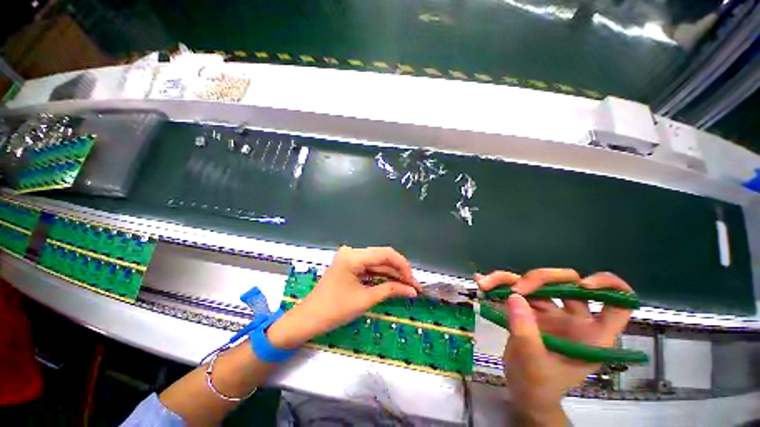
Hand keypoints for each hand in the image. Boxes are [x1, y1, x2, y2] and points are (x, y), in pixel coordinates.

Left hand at [267, 246, 420, 349]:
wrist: (308, 319)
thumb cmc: (334, 310)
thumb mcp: (365, 299)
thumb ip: (390, 290)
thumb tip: (412, 291)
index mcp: (353, 256)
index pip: (385, 254)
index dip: (403, 266)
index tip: (414, 282)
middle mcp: (352, 252)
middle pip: (382, 256)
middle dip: (399, 271)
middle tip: (414, 286)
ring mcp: (350, 258)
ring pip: (377, 262)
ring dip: (392, 274)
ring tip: (407, 286)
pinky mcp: (349, 265)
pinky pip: (369, 268)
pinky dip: (381, 276)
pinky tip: (393, 283)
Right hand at [476, 269, 632, 425]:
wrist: (521, 391)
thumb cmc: (538, 386)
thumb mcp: (534, 364)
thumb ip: (526, 331)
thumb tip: (514, 296)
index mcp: (592, 335)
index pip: (619, 304)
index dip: (609, 287)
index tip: (584, 285)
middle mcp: (575, 318)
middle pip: (568, 283)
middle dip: (541, 279)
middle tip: (517, 289)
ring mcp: (551, 311)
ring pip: (536, 282)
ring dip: (509, 279)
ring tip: (486, 284)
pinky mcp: (530, 309)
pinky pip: (515, 288)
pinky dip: (498, 283)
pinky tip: (482, 282)